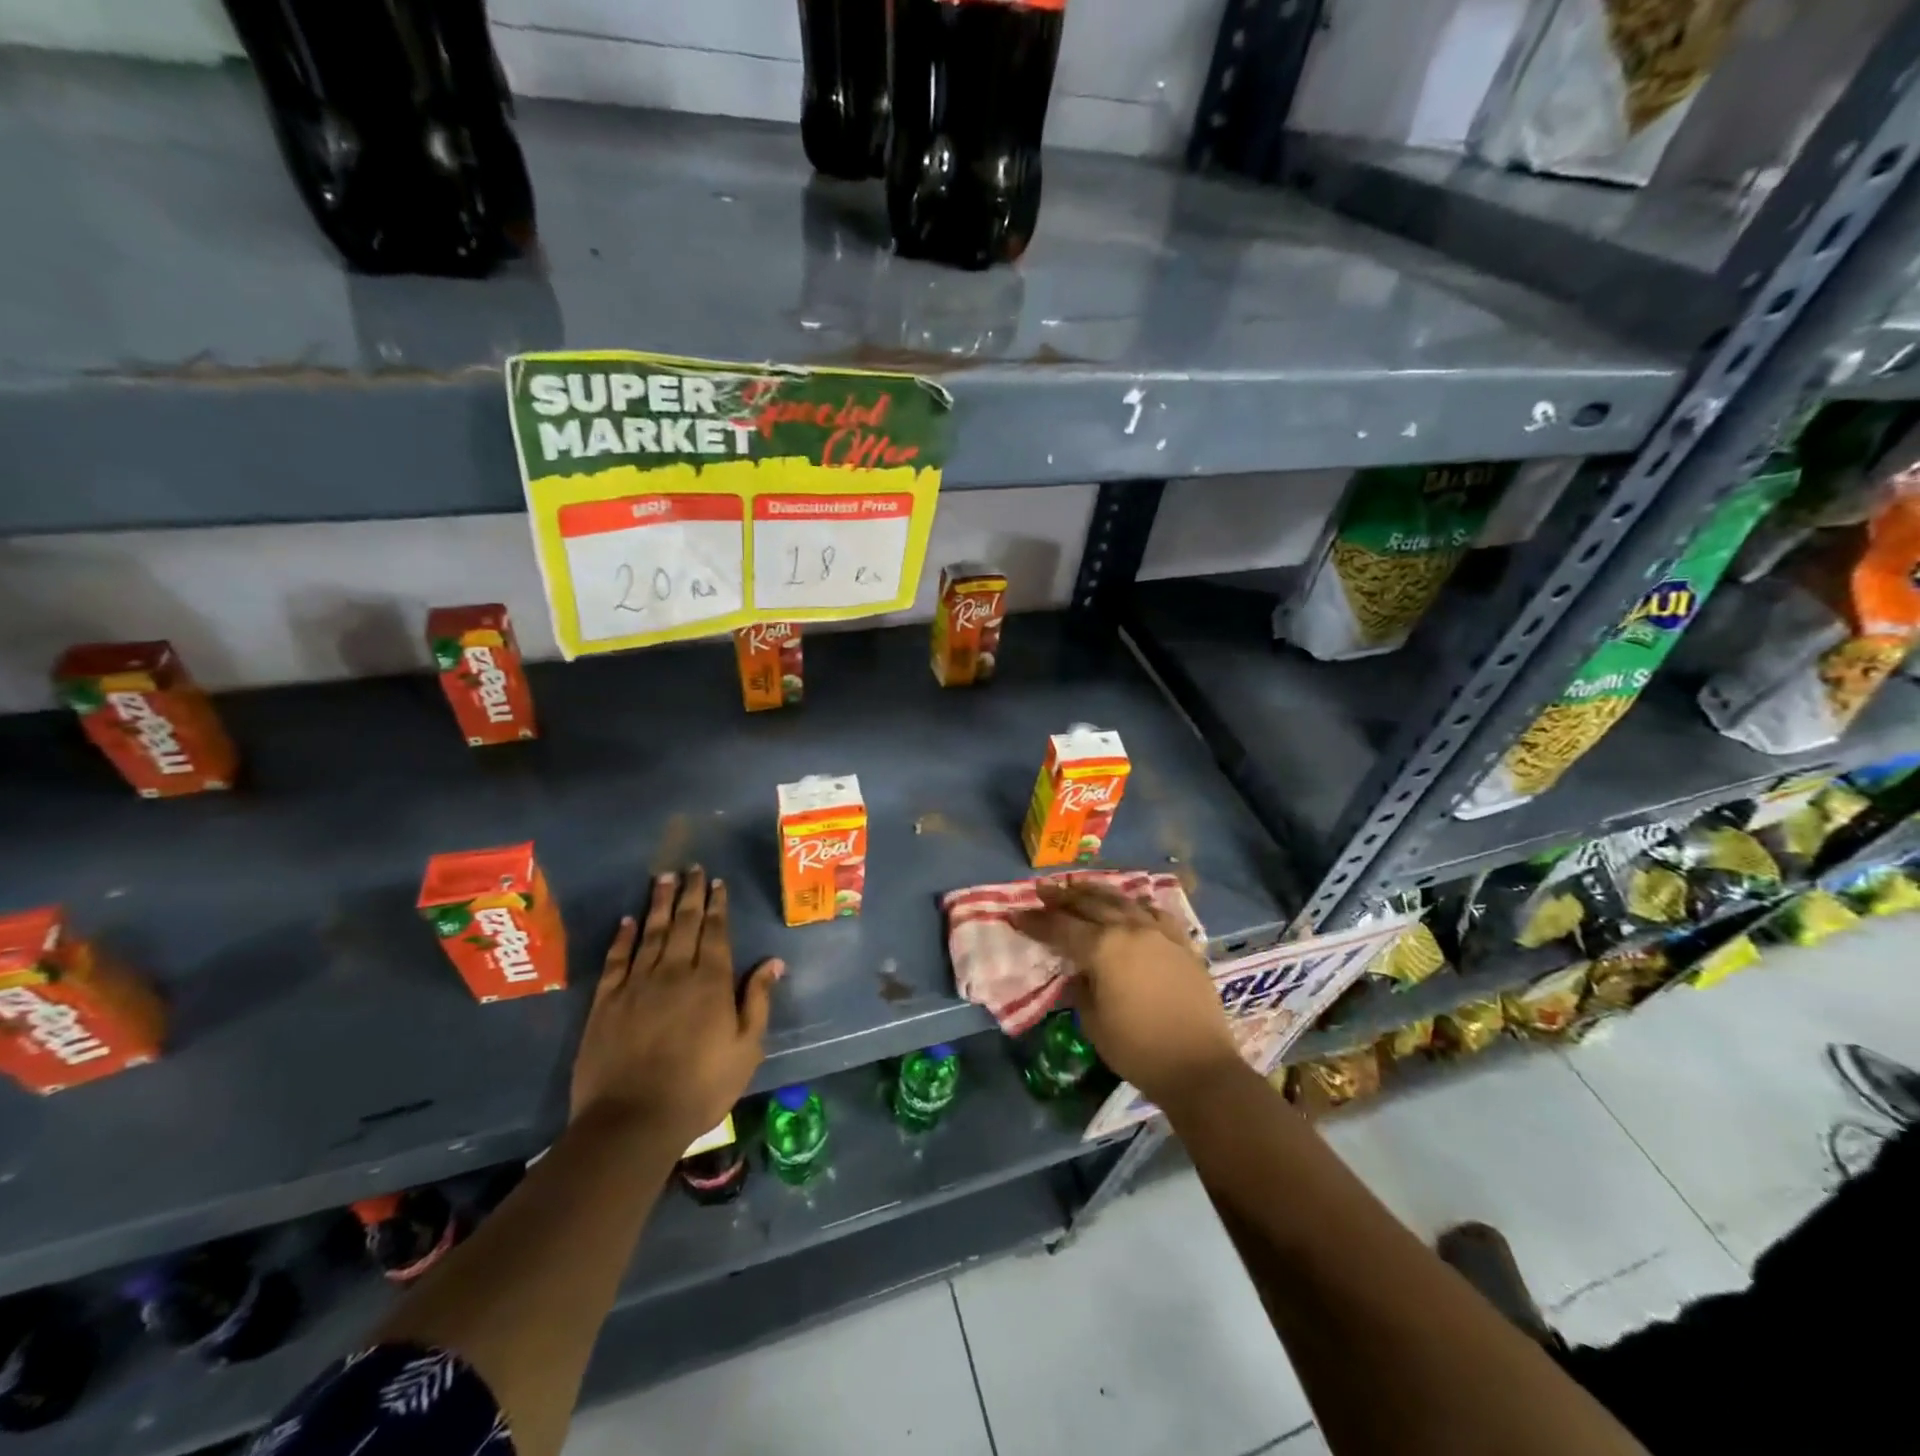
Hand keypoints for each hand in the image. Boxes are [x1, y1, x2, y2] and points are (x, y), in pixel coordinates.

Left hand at [570, 867, 783, 1147]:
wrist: (632, 1121)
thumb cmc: (700, 1087)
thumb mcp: (746, 1048)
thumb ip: (758, 1000)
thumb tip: (774, 961)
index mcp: (711, 982)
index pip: (716, 932)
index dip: (717, 905)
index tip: (717, 883)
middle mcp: (674, 972)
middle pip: (683, 923)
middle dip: (690, 893)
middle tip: (692, 868)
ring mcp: (637, 984)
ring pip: (651, 932)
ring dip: (658, 903)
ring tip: (663, 878)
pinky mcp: (606, 1002)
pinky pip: (616, 959)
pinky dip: (622, 936)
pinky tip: (627, 920)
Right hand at [1011, 880, 1238, 1109]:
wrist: (1199, 1066)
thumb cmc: (1138, 1049)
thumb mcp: (1093, 1022)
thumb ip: (1081, 988)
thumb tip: (1080, 972)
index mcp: (1103, 948)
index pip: (1060, 927)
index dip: (1036, 921)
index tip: (1017, 915)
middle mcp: (1129, 929)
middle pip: (1090, 904)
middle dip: (1062, 897)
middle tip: (1042, 891)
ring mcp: (1159, 932)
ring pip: (1122, 900)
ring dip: (1096, 892)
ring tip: (1079, 886)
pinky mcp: (1181, 943)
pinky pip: (1154, 913)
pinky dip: (1135, 905)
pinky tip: (1129, 905)